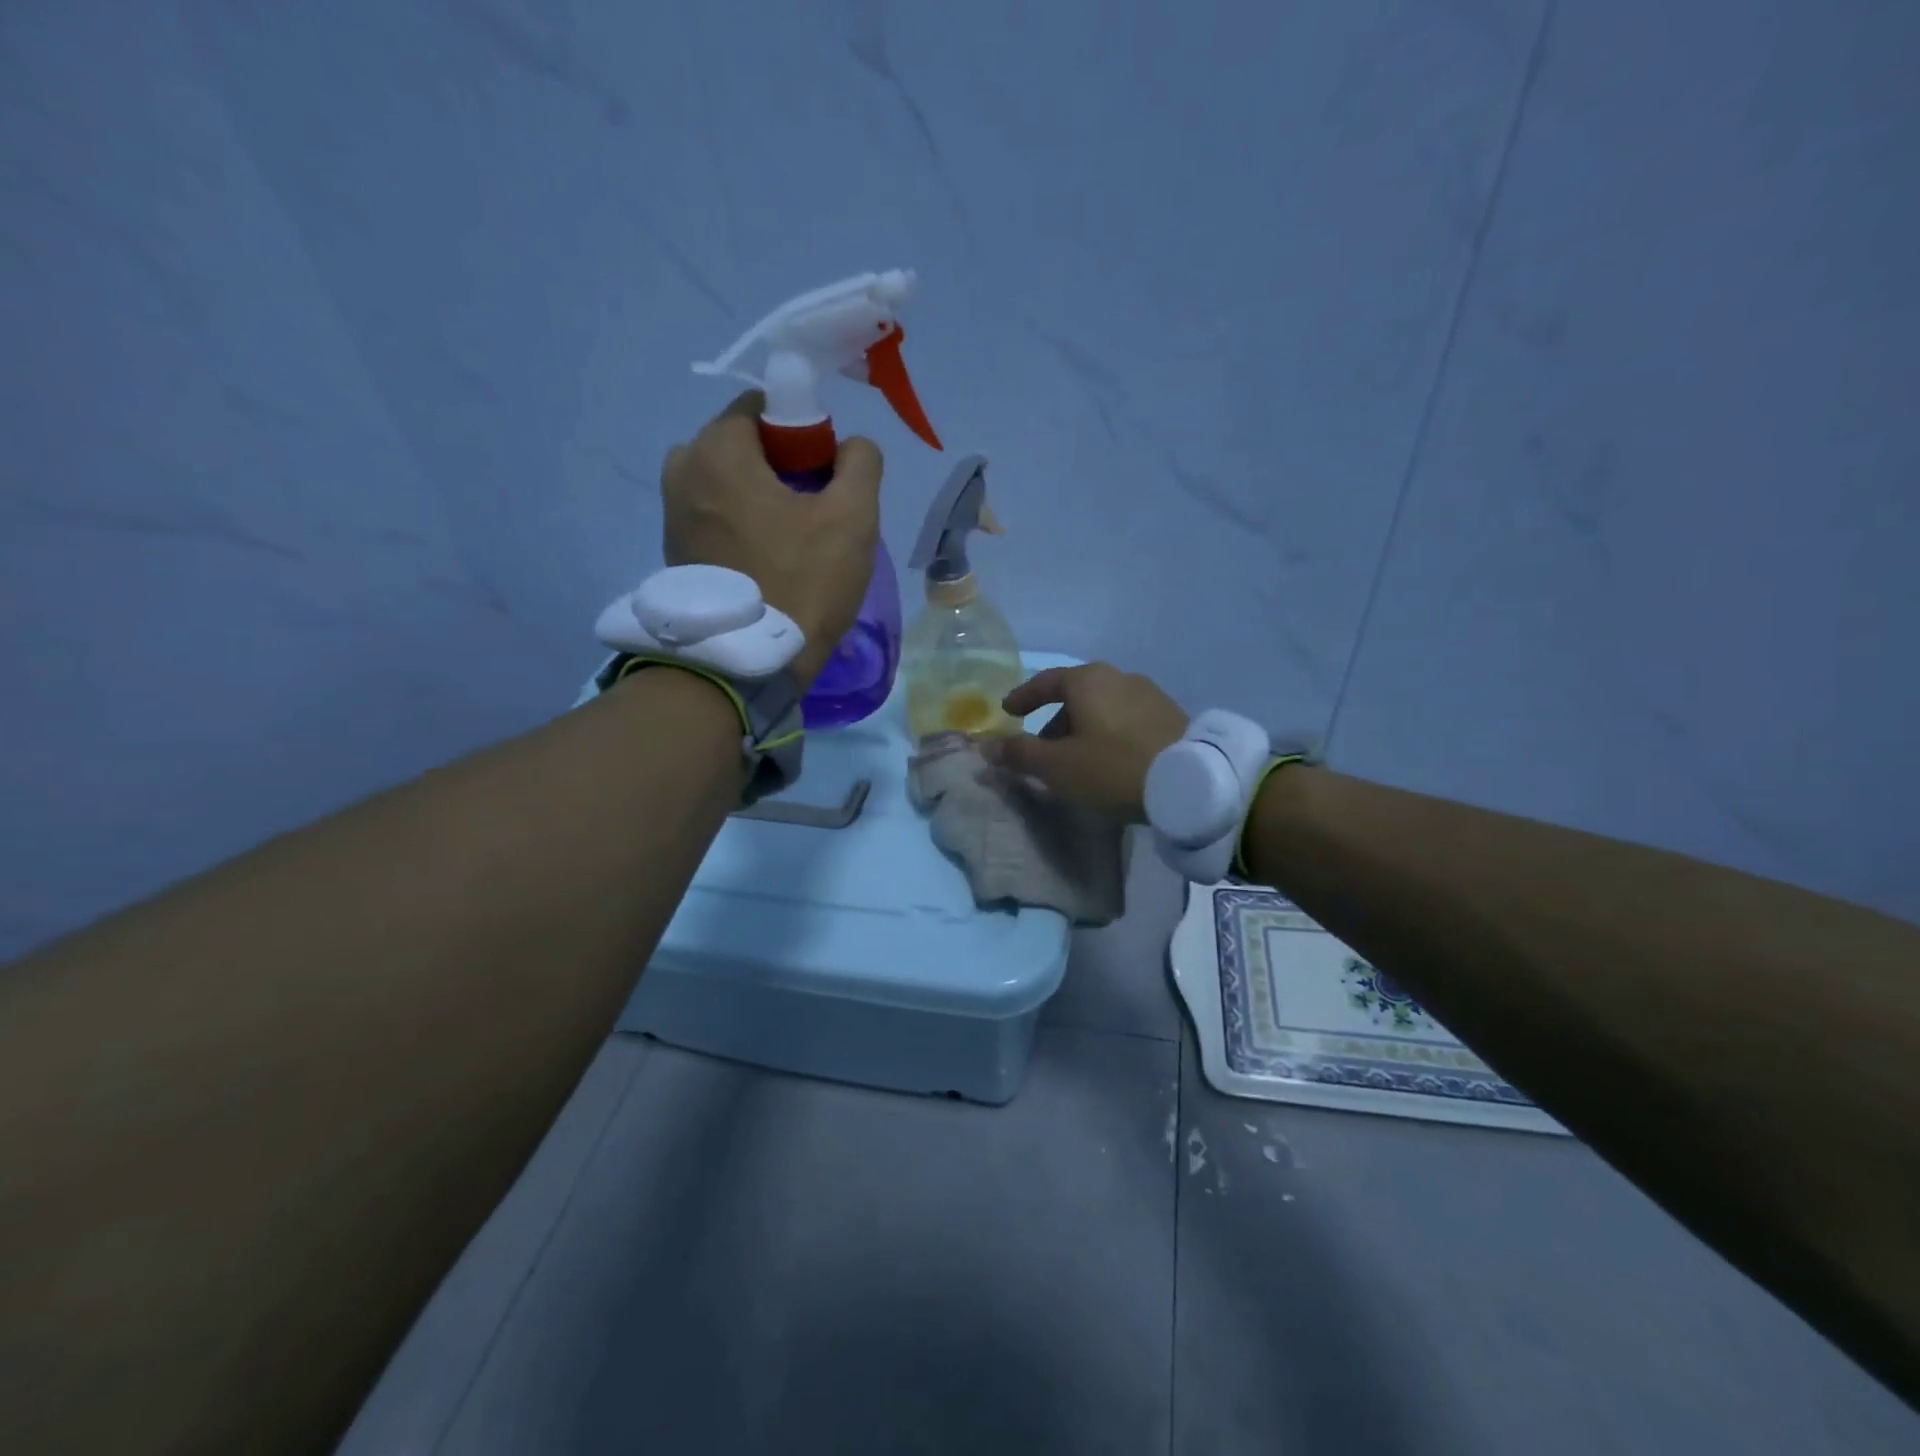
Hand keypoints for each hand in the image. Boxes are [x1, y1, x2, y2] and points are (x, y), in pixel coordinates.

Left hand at [661, 391, 883, 689]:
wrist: (748, 663)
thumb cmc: (802, 582)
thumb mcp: (853, 517)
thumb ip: (861, 463)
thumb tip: (851, 446)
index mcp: (718, 450)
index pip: (764, 408)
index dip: (804, 433)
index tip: (826, 476)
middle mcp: (682, 470)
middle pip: (743, 446)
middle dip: (781, 467)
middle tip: (815, 511)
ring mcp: (672, 514)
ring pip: (729, 484)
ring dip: (762, 498)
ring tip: (794, 540)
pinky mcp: (674, 551)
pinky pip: (715, 517)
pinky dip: (742, 525)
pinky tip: (769, 560)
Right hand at [987, 663, 1188, 822]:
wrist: (1190, 781)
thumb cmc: (1112, 767)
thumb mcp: (1057, 766)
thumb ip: (1019, 754)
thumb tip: (987, 746)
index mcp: (1087, 680)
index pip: (1044, 682)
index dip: (1022, 698)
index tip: (1008, 712)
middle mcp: (1118, 677)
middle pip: (1075, 696)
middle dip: (1054, 721)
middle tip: (1042, 749)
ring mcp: (1148, 694)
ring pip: (1102, 709)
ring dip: (1082, 730)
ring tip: (1078, 761)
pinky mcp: (1170, 715)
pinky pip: (1125, 720)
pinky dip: (1108, 734)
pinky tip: (1110, 761)